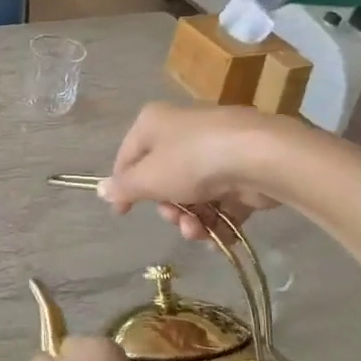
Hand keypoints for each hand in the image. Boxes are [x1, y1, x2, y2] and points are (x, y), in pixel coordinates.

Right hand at [98, 103, 280, 242]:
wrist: (260, 157)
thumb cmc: (192, 161)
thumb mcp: (149, 178)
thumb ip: (124, 188)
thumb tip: (100, 190)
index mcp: (154, 122)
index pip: (128, 156)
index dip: (124, 186)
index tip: (123, 213)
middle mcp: (183, 130)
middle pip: (163, 178)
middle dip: (168, 208)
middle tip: (174, 219)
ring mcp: (215, 149)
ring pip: (194, 192)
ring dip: (192, 220)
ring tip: (200, 233)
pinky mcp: (242, 170)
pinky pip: (222, 200)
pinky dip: (218, 221)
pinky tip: (219, 238)